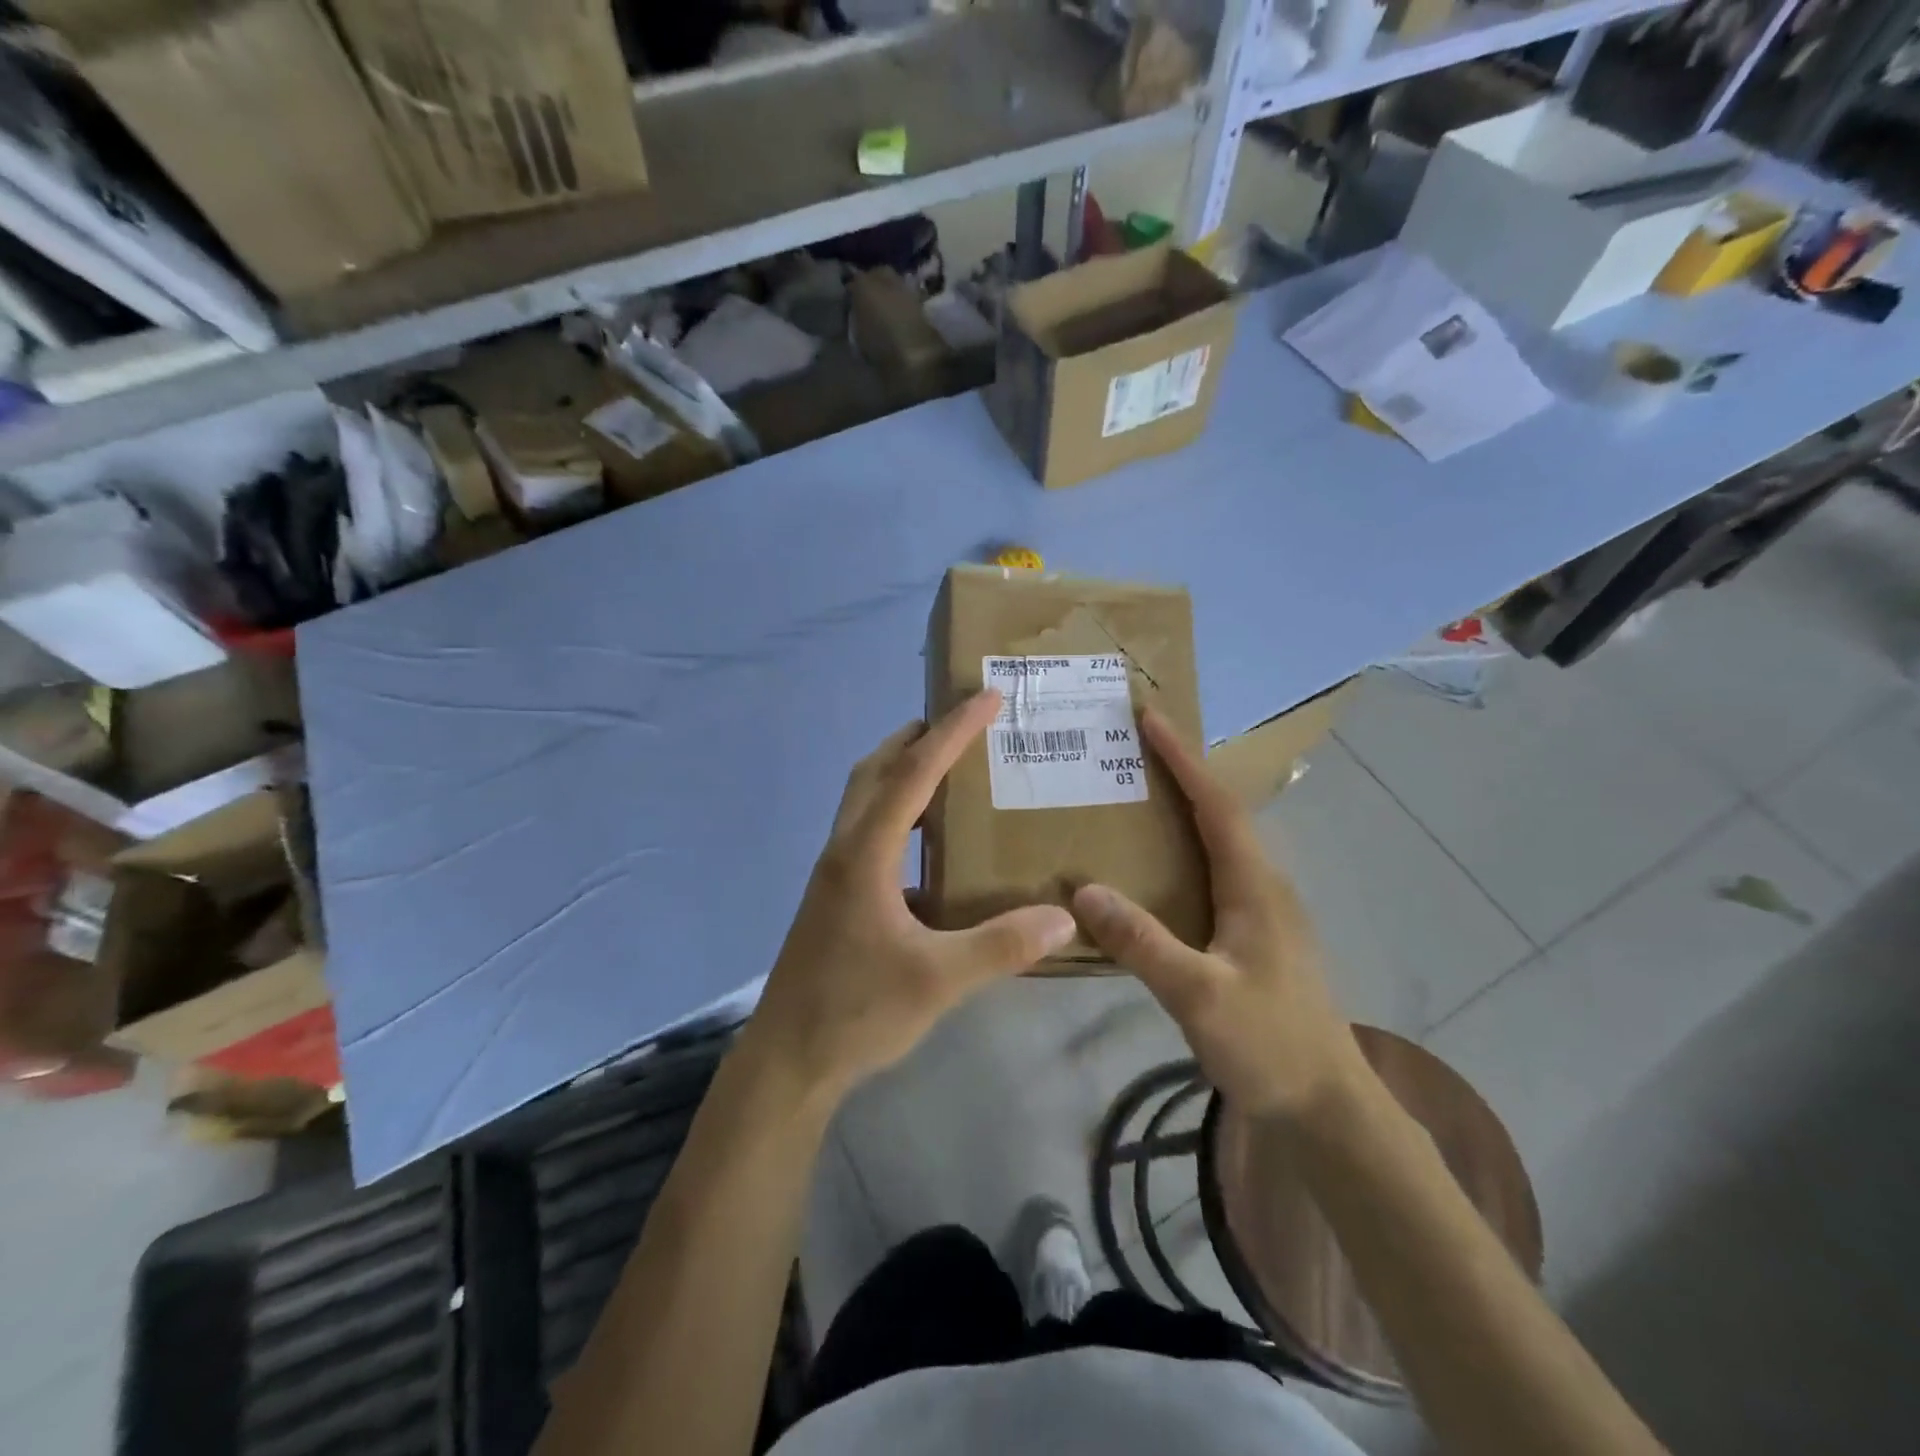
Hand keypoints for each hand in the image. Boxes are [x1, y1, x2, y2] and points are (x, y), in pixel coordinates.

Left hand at [744, 690, 1077, 1099]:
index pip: (913, 774)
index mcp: (865, 854)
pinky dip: (895, 813)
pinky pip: (866, 831)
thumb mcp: (939, 980)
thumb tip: (1065, 917)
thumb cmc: (856, 1011)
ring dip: (900, 771)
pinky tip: (927, 845)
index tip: (987, 698)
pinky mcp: (833, 897)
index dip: (952, 732)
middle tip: (961, 723)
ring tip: (947, 770)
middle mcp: (844, 850)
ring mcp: (833, 874)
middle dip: (916, 737)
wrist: (788, 1060)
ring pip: (863, 799)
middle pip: (875, 770)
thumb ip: (1002, 946)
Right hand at [1071, 708, 1361, 1123]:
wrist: (1326, 1110)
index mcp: (1256, 886)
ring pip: (1218, 843)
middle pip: (1219, 813)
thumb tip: (1082, 890)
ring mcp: (1262, 913)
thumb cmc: (1270, 1046)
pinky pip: (1212, 873)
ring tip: (1132, 796)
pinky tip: (1150, 870)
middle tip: (1129, 749)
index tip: (1149, 717)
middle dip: (1179, 773)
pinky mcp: (1253, 937)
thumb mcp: (1199, 996)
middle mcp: (1263, 886)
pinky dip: (1181, 852)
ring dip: (1181, 810)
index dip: (1182, 758)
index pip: (1215, 804)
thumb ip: (1142, 942)